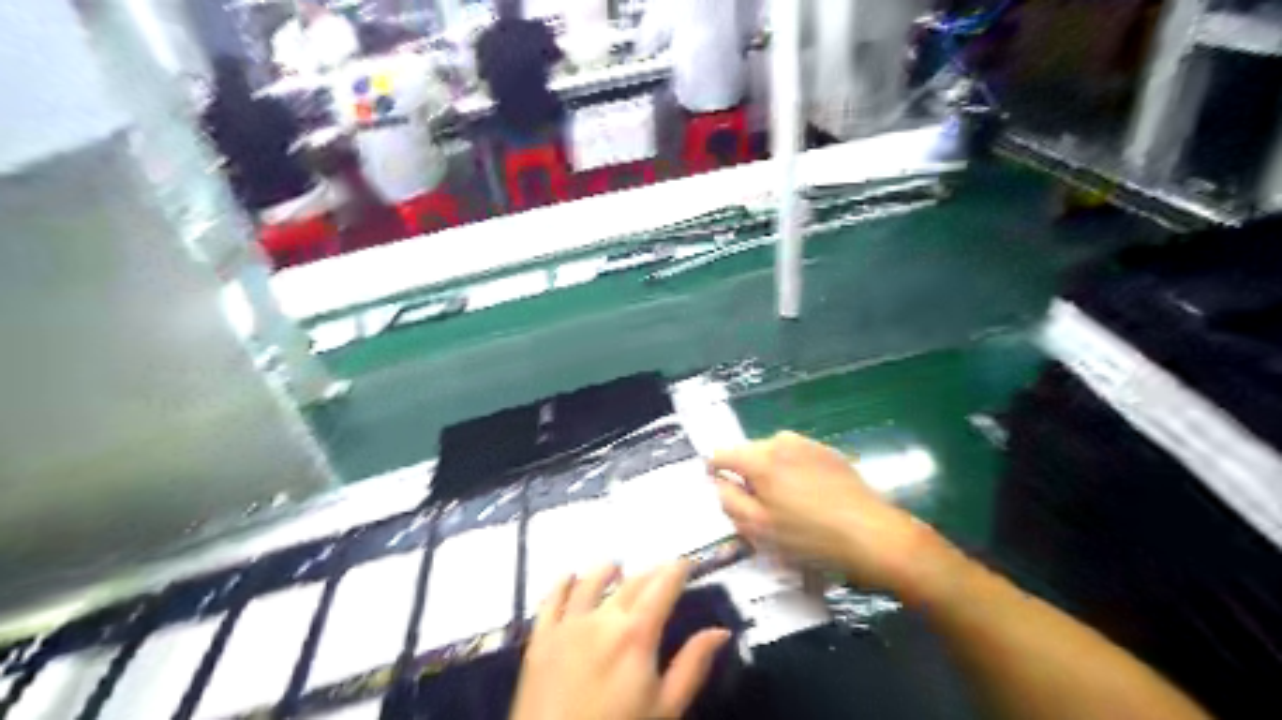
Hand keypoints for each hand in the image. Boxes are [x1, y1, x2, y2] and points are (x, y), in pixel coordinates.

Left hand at [510, 562, 731, 719]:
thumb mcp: (665, 708)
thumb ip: (692, 666)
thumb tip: (721, 631)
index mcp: (637, 633)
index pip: (663, 586)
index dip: (678, 569)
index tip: (688, 561)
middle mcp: (603, 617)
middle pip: (632, 582)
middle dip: (650, 572)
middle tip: (662, 570)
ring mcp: (568, 624)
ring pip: (591, 582)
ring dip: (607, 570)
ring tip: (617, 566)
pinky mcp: (541, 637)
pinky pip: (551, 599)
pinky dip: (562, 583)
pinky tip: (569, 576)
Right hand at [712, 434, 939, 595]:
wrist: (871, 533)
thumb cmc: (809, 537)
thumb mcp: (759, 528)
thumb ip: (729, 501)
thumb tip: (718, 482)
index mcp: (759, 459)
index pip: (721, 454)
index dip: (714, 472)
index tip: (721, 491)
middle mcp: (780, 441)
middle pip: (748, 454)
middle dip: (746, 476)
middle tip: (759, 509)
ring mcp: (807, 443)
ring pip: (773, 455)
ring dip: (771, 475)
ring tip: (787, 506)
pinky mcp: (828, 451)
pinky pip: (797, 458)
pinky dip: (793, 473)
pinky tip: (810, 499)